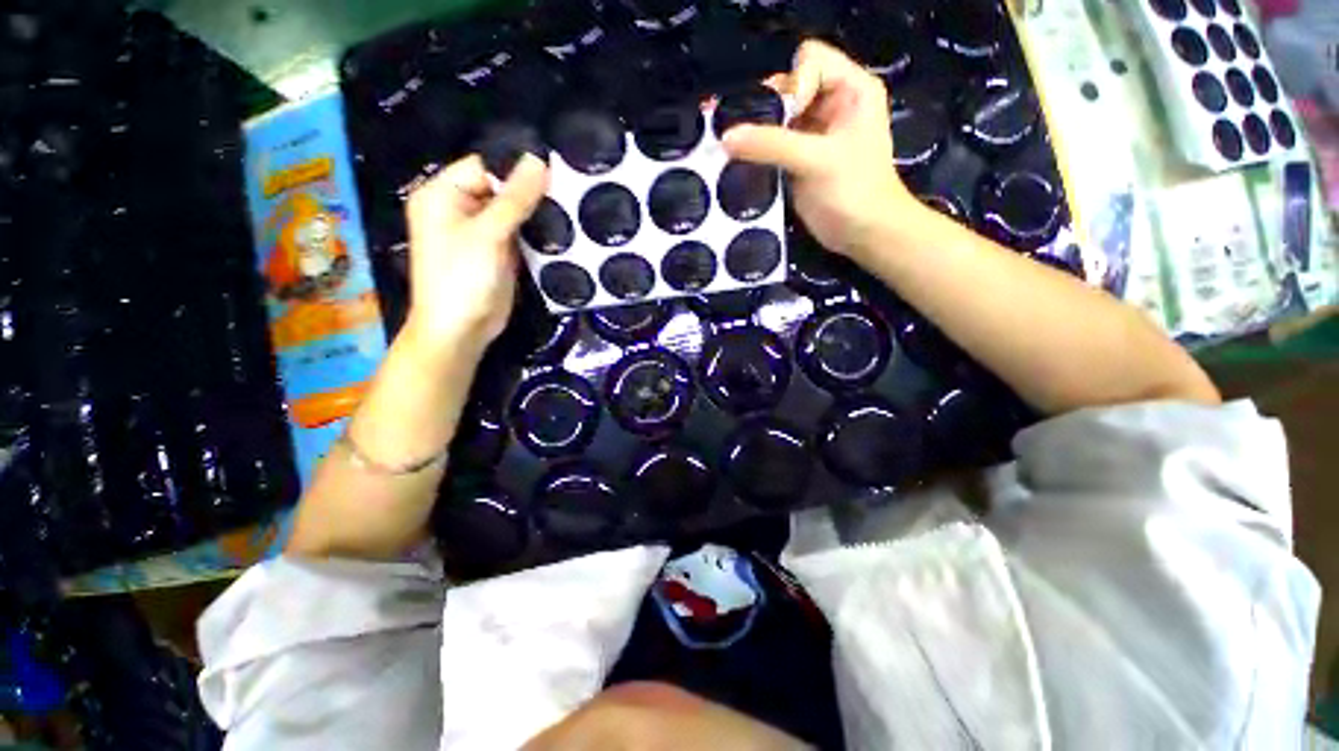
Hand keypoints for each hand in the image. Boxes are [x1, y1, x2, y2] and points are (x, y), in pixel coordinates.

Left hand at [402, 153, 547, 358]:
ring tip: (569, 209)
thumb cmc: (462, 279)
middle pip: (500, 188)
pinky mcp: (498, 252)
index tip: (553, 174)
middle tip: (567, 192)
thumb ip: (514, 198)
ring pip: (513, 212)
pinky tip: (560, 230)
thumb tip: (538, 161)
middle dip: (530, 192)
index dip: (515, 169)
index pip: (484, 166)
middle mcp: (460, 208)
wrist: (462, 330)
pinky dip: (536, 232)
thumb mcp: (488, 234)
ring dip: (536, 213)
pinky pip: (519, 233)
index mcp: (443, 194)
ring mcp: (481, 232)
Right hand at [722, 40, 918, 259]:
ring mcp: (813, 133)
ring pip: (777, 118)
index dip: (791, 85)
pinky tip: (744, 163)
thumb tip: (725, 137)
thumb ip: (771, 145)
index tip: (781, 122)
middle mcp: (831, 104)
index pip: (809, 61)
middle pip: (788, 87)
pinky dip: (757, 153)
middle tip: (749, 136)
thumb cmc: (853, 191)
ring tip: (739, 150)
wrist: (863, 234)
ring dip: (757, 133)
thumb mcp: (816, 161)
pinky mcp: (799, 159)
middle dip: (766, 109)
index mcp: (850, 88)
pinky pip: (772, 145)